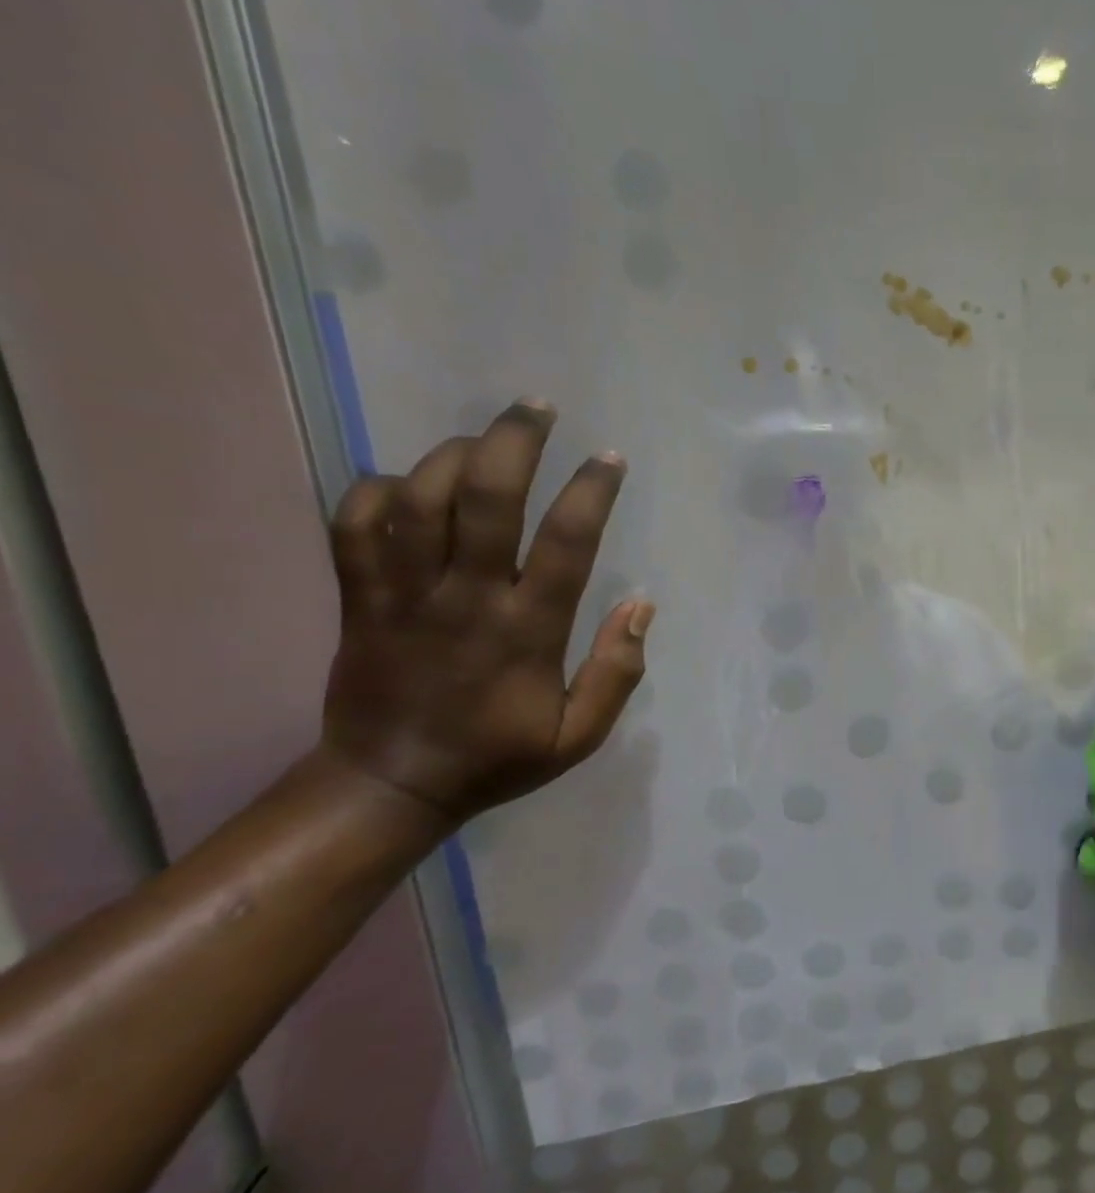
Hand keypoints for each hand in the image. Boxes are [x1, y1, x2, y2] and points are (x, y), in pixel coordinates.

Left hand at [319, 399, 653, 822]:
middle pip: (486, 499)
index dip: (591, 492)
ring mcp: (405, 594)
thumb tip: (641, 605)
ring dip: (452, 455)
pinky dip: (378, 490)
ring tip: (482, 441)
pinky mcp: (359, 598)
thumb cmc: (497, 757)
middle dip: (514, 442)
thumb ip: (617, 672)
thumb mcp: (580, 735)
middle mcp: (467, 598)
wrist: (391, 784)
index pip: (567, 543)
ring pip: (419, 499)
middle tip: (537, 408)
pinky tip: (408, 484)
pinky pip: (355, 524)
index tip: (609, 459)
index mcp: (527, 631)